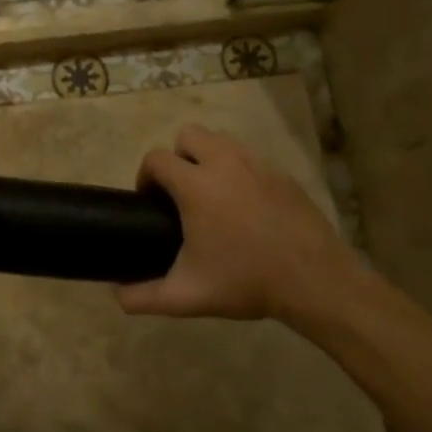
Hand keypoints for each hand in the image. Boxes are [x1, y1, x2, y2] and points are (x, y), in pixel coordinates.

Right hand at [117, 124, 366, 322]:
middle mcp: (225, 163)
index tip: (149, 201)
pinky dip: (239, 171)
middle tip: (180, 193)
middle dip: (177, 157)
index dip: (145, 176)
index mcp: (196, 185)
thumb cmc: (246, 282)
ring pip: (222, 141)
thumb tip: (117, 294)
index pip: (156, 158)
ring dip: (208, 157)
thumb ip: (143, 297)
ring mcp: (258, 165)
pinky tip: (245, 206)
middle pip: (189, 134)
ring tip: (211, 195)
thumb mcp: (186, 297)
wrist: (314, 280)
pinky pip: (250, 158)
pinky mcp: (283, 175)